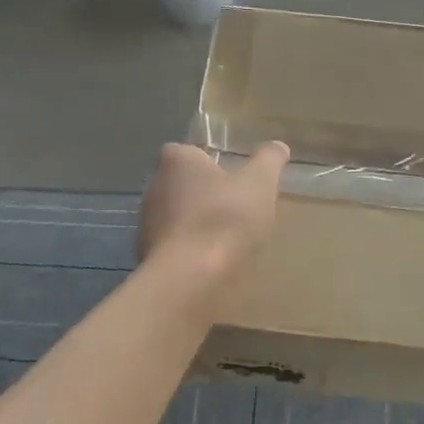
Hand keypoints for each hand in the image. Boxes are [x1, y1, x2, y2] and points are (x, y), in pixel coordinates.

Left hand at [139, 142, 289, 282]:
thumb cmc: (224, 218)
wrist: (189, 277)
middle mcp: (154, 186)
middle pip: (182, 184)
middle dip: (205, 193)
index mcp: (177, 160)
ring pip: (176, 216)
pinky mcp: (146, 254)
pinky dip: (189, 250)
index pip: (189, 151)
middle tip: (235, 207)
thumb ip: (269, 160)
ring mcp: (146, 222)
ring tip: (227, 238)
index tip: (232, 176)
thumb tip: (278, 146)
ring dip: (197, 223)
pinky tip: (211, 262)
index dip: (210, 162)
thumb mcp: (260, 183)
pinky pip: (173, 245)